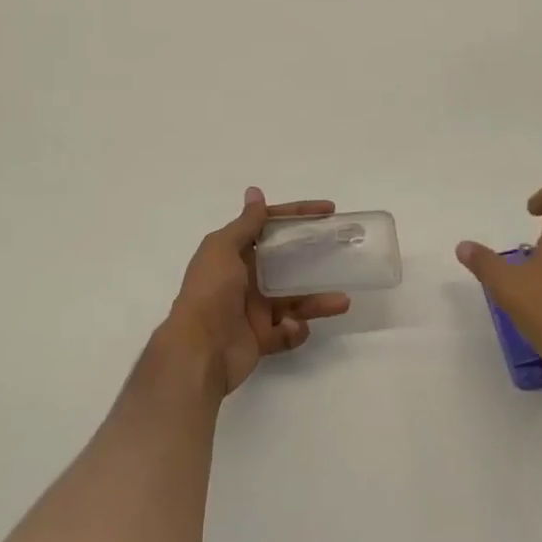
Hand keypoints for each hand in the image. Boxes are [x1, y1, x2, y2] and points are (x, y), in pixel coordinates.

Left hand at [163, 188, 352, 395]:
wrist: (199, 349)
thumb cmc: (211, 291)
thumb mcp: (224, 248)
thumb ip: (246, 223)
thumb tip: (255, 192)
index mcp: (235, 253)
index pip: (270, 227)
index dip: (298, 216)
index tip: (328, 212)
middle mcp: (245, 278)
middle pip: (287, 262)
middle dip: (313, 257)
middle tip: (342, 251)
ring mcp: (254, 309)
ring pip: (294, 299)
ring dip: (317, 300)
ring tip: (342, 301)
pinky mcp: (261, 338)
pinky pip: (288, 331)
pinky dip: (295, 330)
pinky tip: (293, 327)